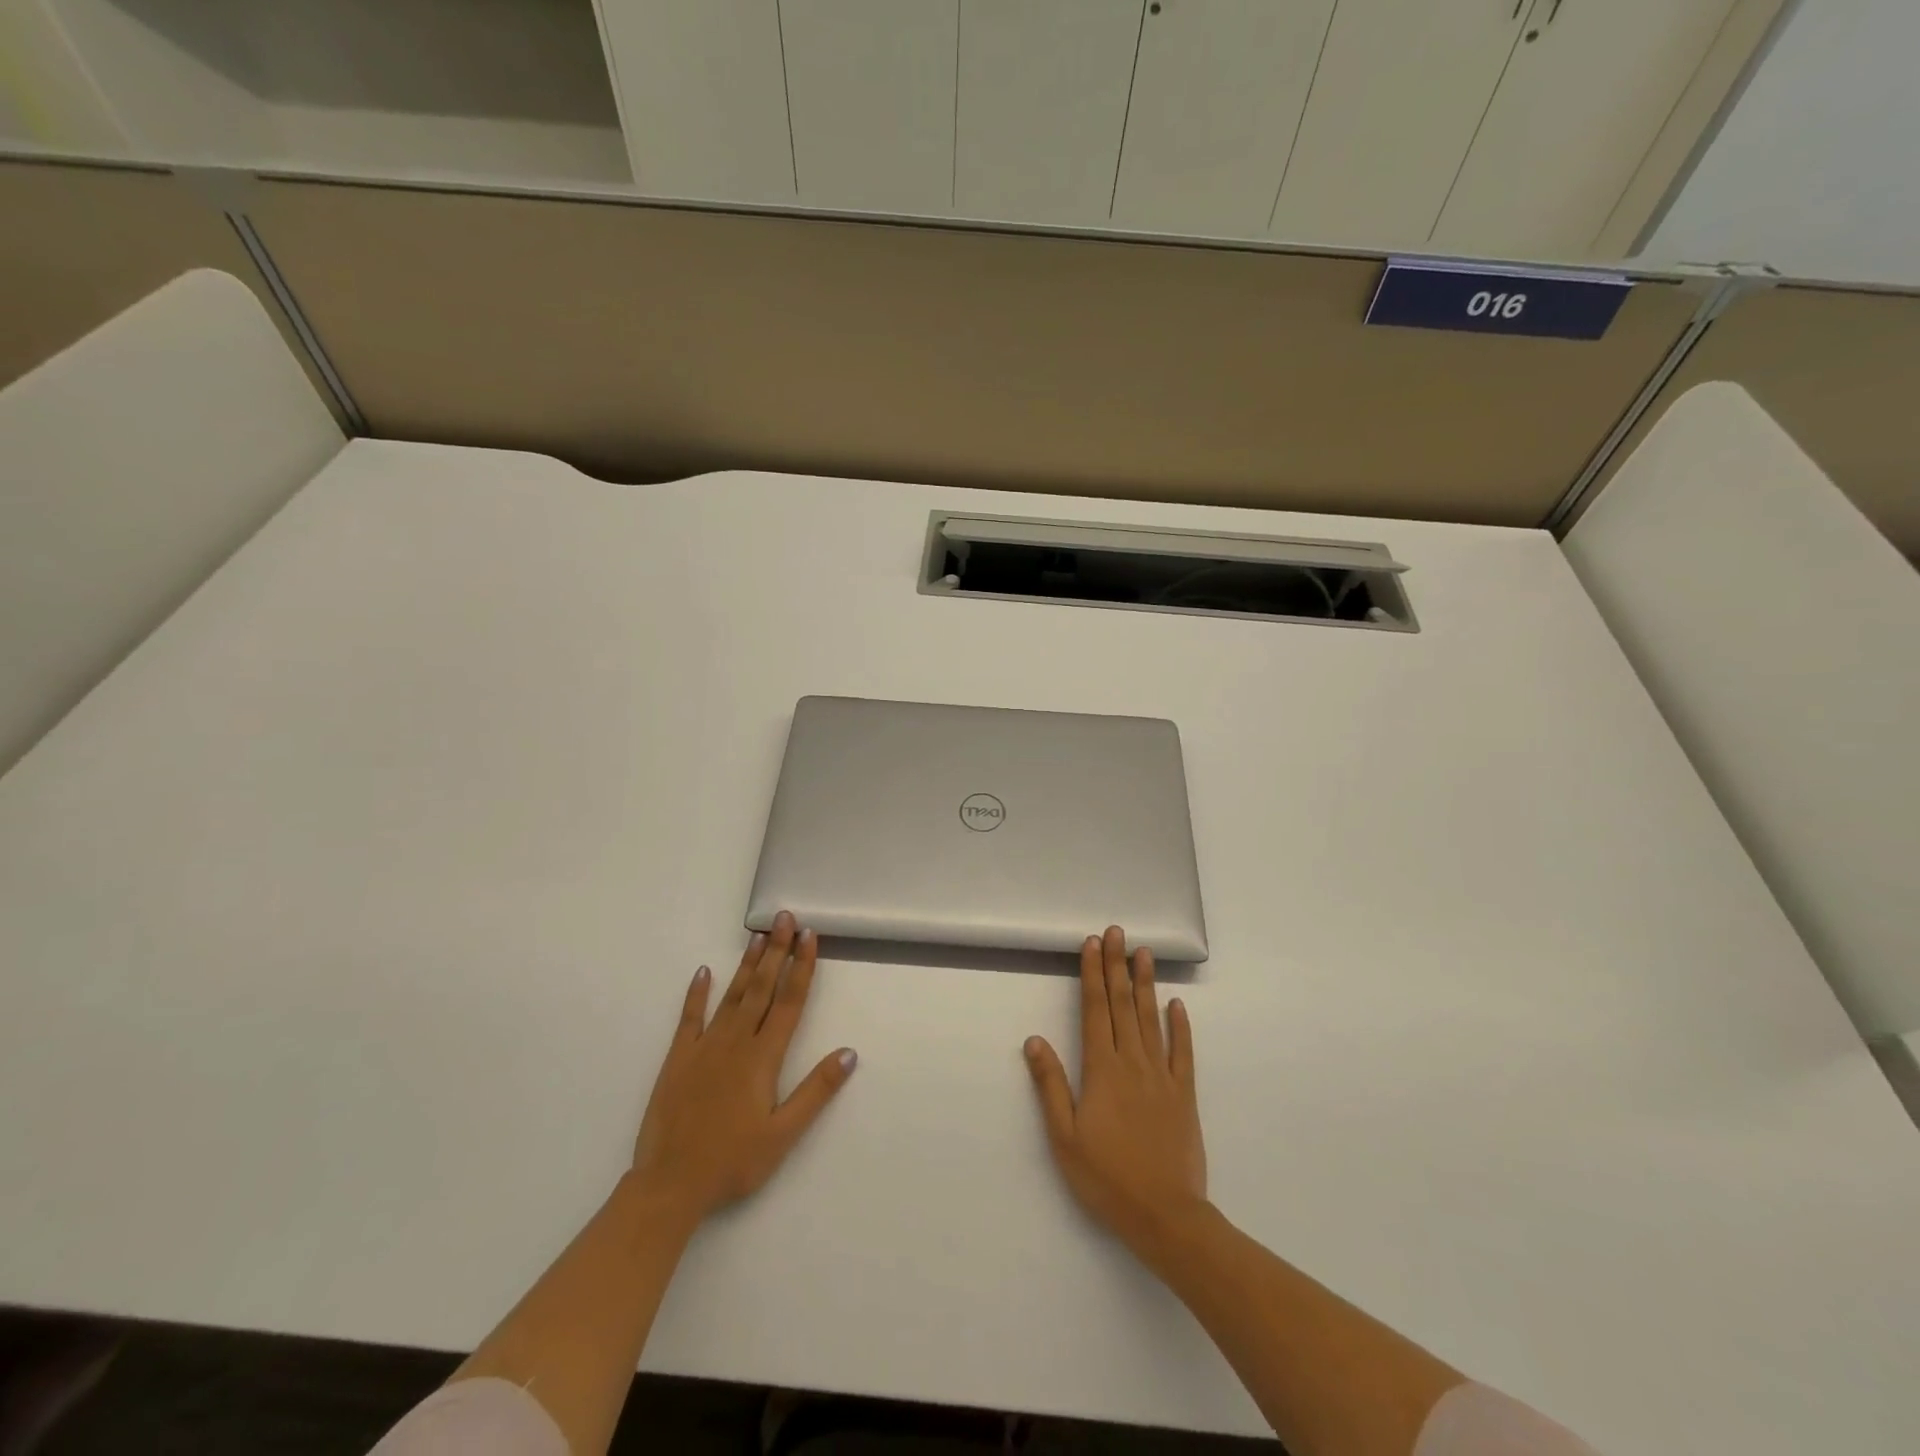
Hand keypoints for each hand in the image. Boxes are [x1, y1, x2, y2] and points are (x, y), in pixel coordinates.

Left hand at [628, 911, 856, 1225]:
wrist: (669, 1184)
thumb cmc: (732, 1162)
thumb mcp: (783, 1134)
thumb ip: (816, 1091)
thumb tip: (849, 1052)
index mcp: (764, 1057)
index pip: (790, 1002)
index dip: (802, 967)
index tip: (810, 936)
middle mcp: (736, 1042)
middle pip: (763, 988)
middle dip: (777, 951)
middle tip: (786, 918)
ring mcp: (705, 1046)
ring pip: (732, 995)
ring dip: (748, 964)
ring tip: (758, 935)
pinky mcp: (678, 1058)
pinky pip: (690, 1018)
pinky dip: (697, 993)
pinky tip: (704, 972)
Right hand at [1024, 925, 1206, 1253]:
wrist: (1166, 1216)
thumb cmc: (1107, 1178)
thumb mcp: (1064, 1137)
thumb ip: (1050, 1085)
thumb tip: (1034, 1039)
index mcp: (1102, 1070)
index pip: (1095, 1010)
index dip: (1092, 974)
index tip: (1092, 944)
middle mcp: (1133, 1062)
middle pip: (1123, 1005)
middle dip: (1117, 966)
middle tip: (1116, 932)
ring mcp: (1162, 1076)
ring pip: (1151, 1019)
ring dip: (1146, 984)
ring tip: (1144, 953)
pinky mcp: (1184, 1094)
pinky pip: (1183, 1052)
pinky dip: (1181, 1026)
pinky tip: (1177, 1004)